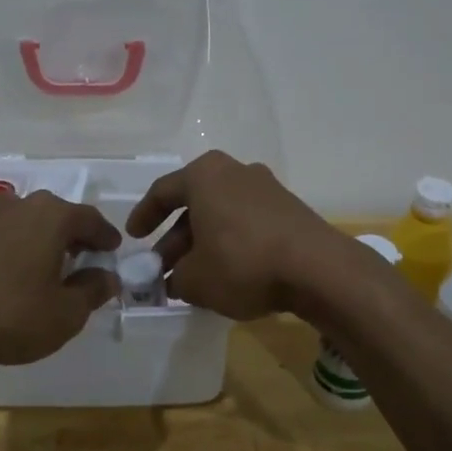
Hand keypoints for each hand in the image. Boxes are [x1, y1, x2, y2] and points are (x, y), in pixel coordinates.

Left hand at [0, 190, 120, 363]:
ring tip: (33, 254)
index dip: (105, 236)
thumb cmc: (9, 313)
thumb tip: (108, 277)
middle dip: (68, 233)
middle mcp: (17, 205)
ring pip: (13, 214)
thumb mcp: (65, 314)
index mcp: (52, 217)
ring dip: (26, 230)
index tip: (112, 250)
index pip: (90, 219)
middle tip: (78, 256)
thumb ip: (92, 292)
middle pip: (53, 214)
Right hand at [126, 150, 352, 319]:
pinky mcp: (289, 209)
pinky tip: (227, 273)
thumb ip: (175, 278)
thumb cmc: (242, 263)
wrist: (317, 269)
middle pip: (195, 204)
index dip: (143, 216)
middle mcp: (235, 171)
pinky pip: (247, 223)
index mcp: (205, 175)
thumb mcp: (195, 279)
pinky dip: (231, 243)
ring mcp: (267, 188)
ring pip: (222, 214)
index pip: (163, 191)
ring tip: (193, 276)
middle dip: (175, 238)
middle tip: (163, 267)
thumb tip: (175, 280)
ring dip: (203, 243)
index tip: (134, 238)